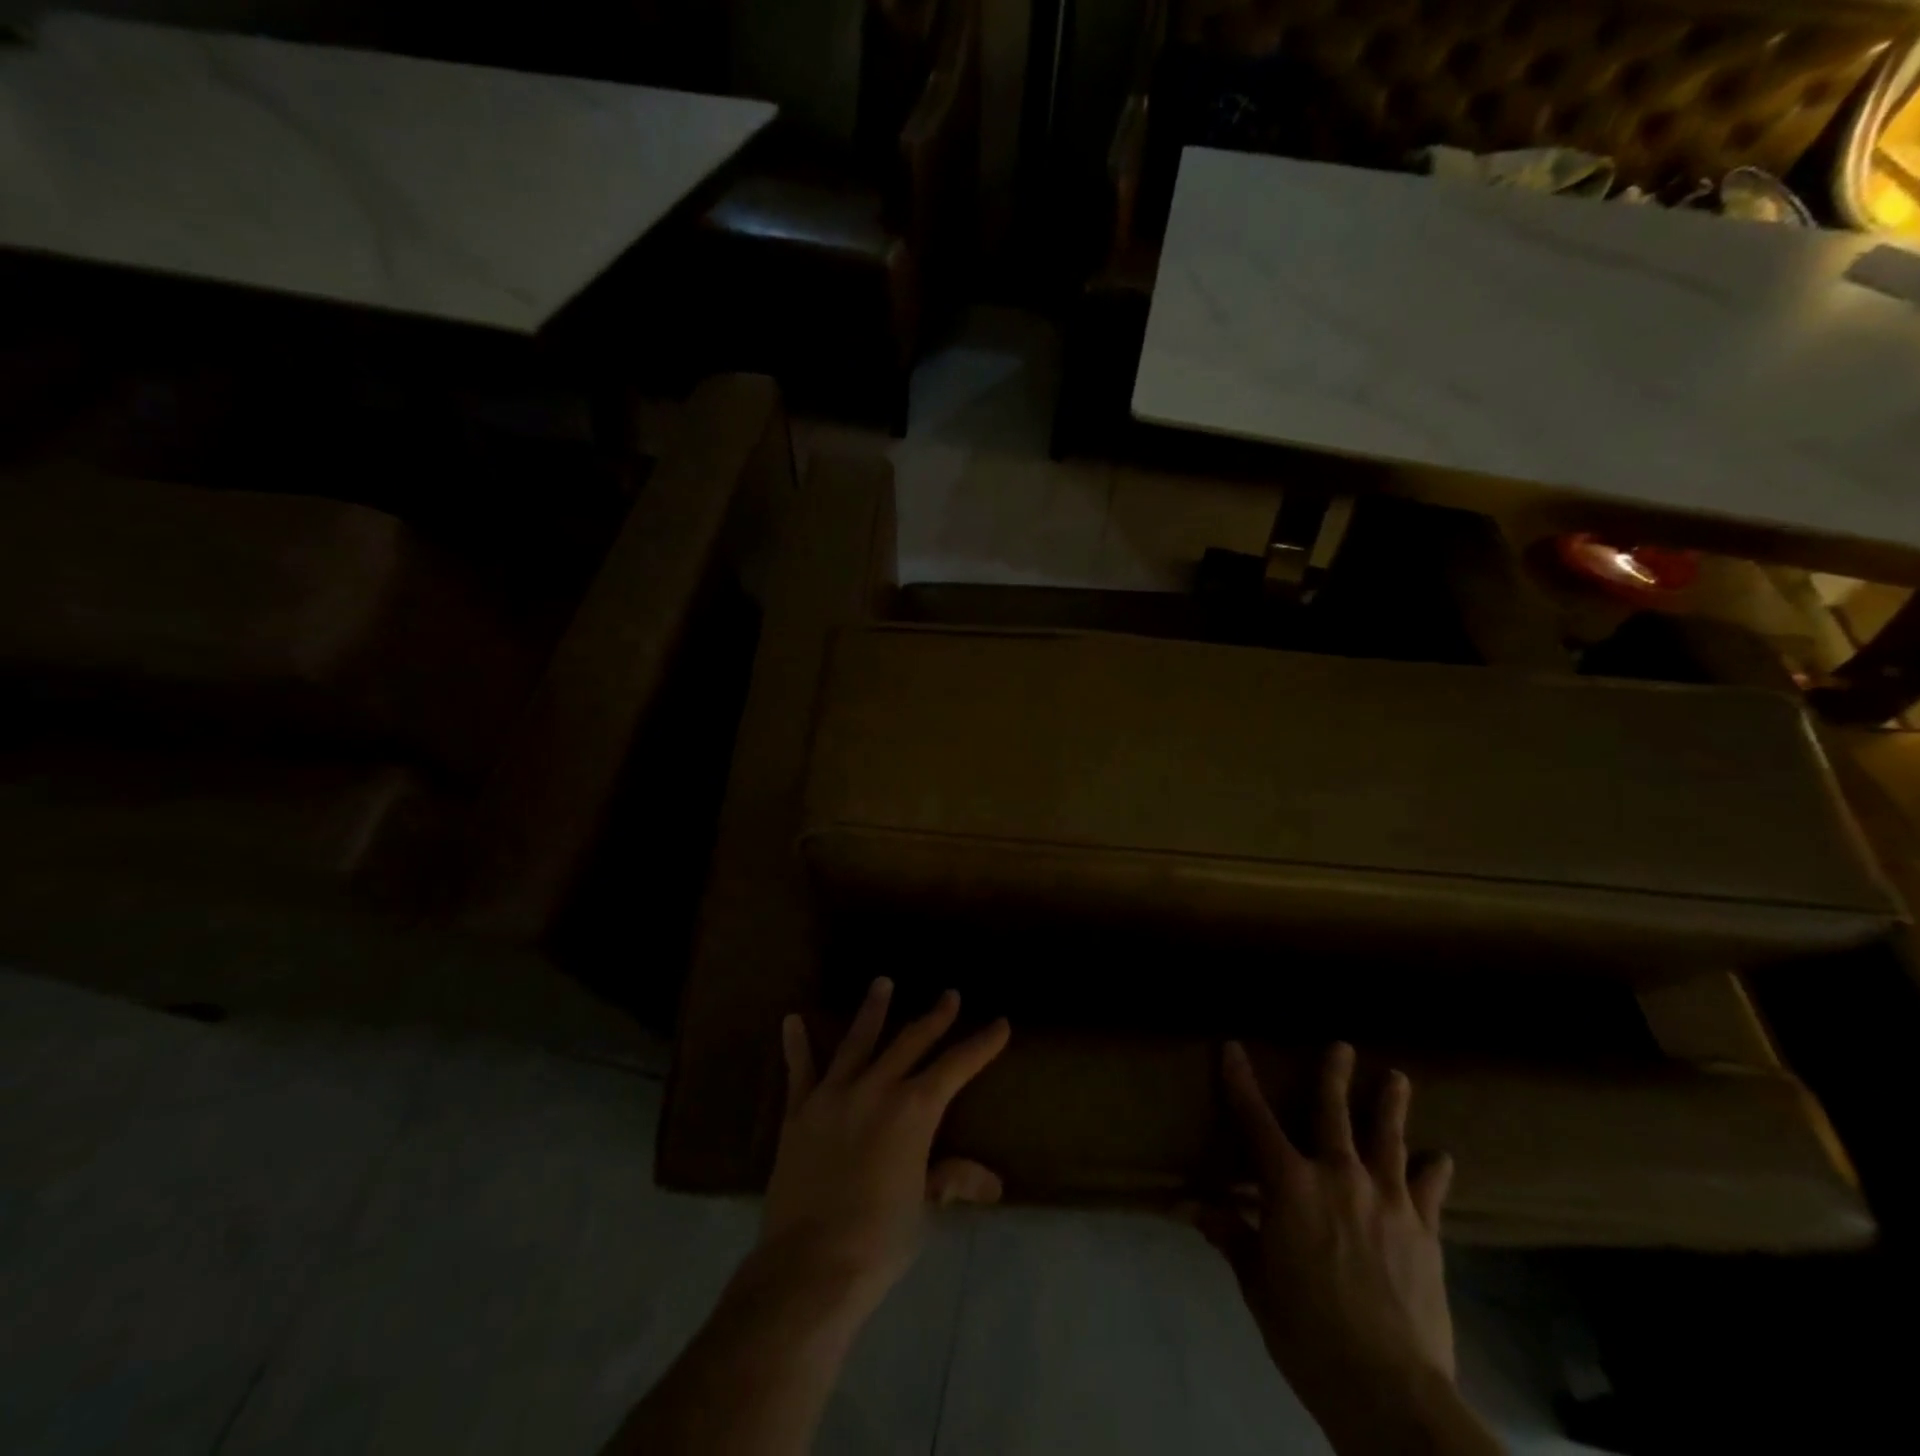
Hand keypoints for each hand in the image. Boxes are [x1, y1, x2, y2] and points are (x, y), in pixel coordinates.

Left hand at [761, 977, 1010, 1318]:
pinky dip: (796, 1045)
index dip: (981, 1045)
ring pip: (858, 1041)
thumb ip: (950, 1180)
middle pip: (911, 1042)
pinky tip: (791, 1020)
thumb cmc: (878, 1240)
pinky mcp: (800, 1112)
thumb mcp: (924, 1209)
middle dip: (934, 1018)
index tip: (999, 1024)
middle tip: (949, 995)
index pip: (956, 1067)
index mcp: (913, 1111)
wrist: (809, 1266)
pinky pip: (800, 1071)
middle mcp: (876, 1089)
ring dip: (873, 1010)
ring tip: (883, 982)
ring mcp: (834, 1095)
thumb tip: (992, 1183)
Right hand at [1202, 1042, 1460, 1446]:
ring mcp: (1387, 1201)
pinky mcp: (1424, 1232)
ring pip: (1388, 1140)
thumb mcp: (1257, 1282)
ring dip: (1391, 1106)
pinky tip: (1441, 1157)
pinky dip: (1434, 1172)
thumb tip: (1192, 1207)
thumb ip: (1231, 1235)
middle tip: (1342, 1045)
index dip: (1240, 1080)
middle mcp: (1338, 1176)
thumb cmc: (1307, 1330)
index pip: (1255, 1119)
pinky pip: (1430, 1191)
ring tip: (1398, 1077)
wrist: (1388, 1388)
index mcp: (1289, 1184)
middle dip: (1334, 1076)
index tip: (1233, 1047)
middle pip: (1334, 1113)